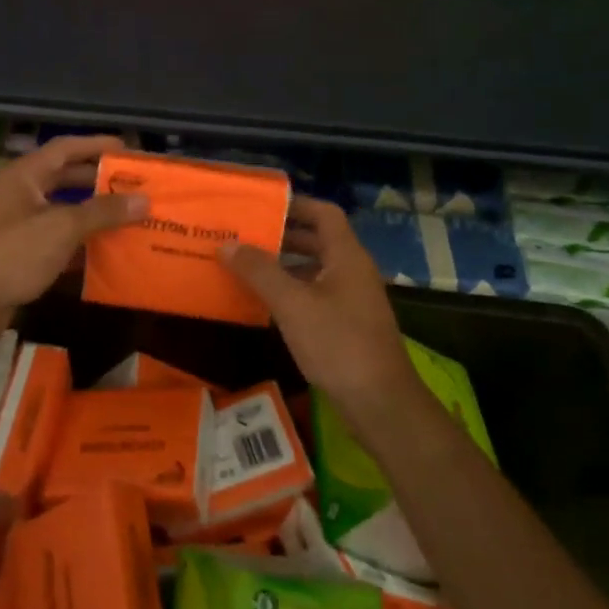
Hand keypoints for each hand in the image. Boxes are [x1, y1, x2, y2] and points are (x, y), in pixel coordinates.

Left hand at [0, 135, 147, 322]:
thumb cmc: (12, 253)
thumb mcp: (62, 227)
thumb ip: (103, 212)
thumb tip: (144, 199)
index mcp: (24, 176)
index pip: (66, 148)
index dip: (97, 145)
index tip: (130, 151)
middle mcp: (19, 194)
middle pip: (65, 179)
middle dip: (99, 182)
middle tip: (135, 187)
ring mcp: (17, 225)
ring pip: (62, 212)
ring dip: (92, 215)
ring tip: (129, 218)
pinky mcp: (18, 255)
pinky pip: (55, 241)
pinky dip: (79, 244)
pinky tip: (106, 254)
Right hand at [221, 196, 417, 425]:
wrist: (380, 403)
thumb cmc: (338, 344)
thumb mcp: (292, 304)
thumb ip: (260, 271)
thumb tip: (228, 244)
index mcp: (347, 256)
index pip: (324, 213)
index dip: (296, 204)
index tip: (262, 206)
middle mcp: (353, 271)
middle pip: (318, 240)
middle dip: (283, 235)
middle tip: (246, 234)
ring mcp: (353, 299)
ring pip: (316, 269)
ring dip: (285, 264)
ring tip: (247, 265)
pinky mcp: (348, 325)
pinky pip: (316, 294)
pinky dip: (292, 291)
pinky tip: (265, 302)